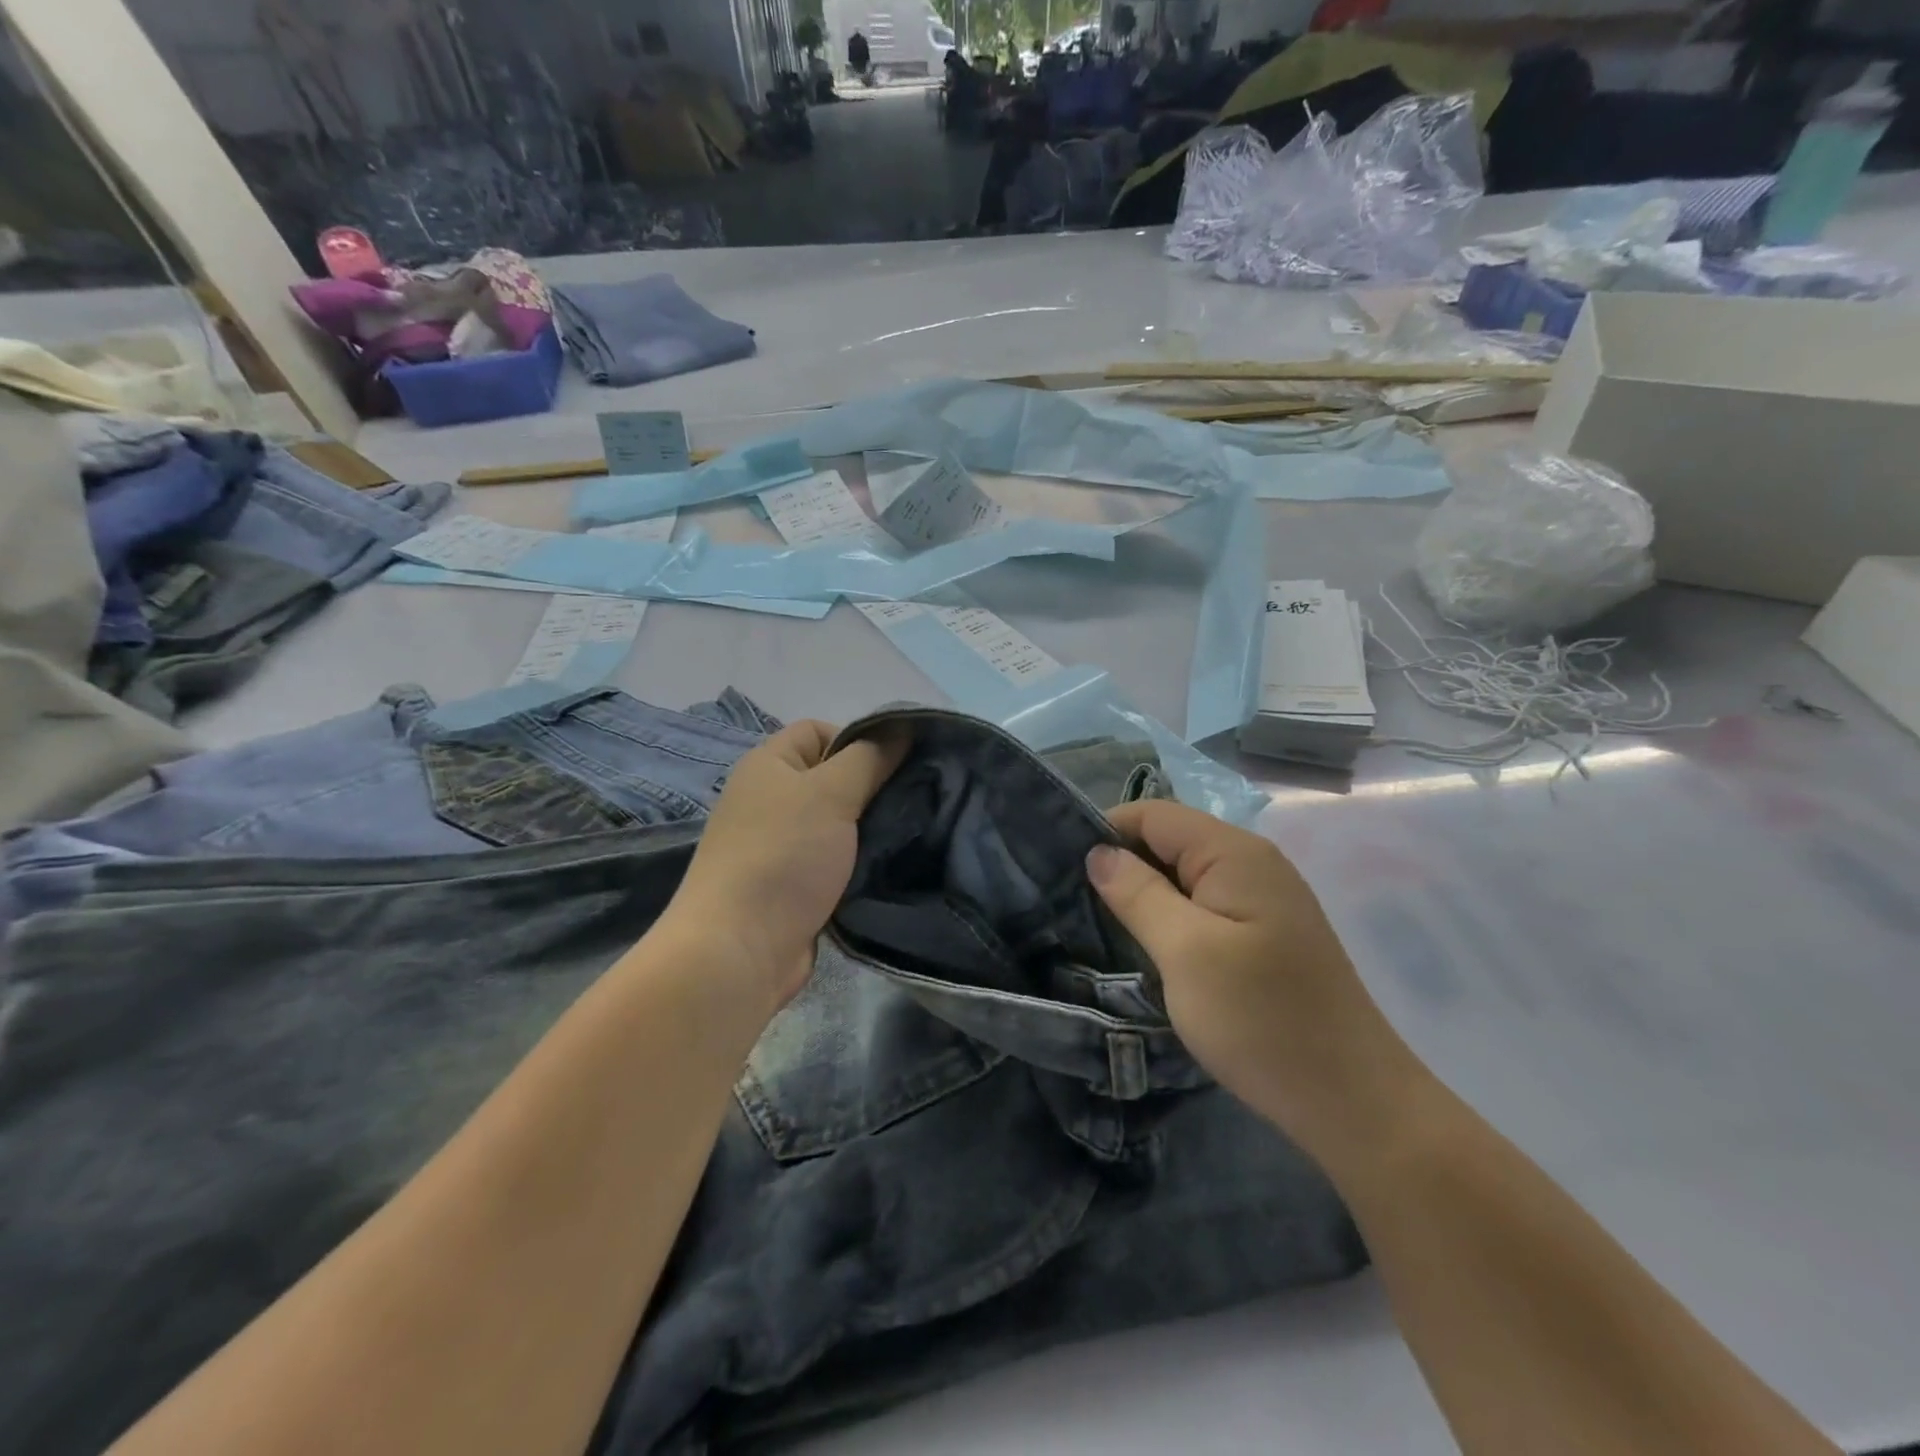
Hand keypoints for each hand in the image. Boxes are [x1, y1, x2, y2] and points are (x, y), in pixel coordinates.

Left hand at [664, 720, 905, 1017]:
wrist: (740, 951)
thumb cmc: (782, 857)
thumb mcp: (831, 793)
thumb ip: (870, 757)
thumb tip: (902, 727)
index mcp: (768, 765)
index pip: (818, 731)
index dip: (858, 740)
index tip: (893, 768)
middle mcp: (770, 799)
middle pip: (832, 777)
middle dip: (873, 786)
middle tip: (912, 802)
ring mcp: (780, 845)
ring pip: (839, 822)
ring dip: (870, 828)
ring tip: (909, 834)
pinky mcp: (794, 885)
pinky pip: (836, 859)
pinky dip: (860, 862)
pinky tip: (890, 867)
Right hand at [1087, 800, 1426, 1171]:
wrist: (1353, 1102)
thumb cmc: (1262, 1020)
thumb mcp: (1185, 952)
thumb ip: (1138, 893)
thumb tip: (1099, 852)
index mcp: (1234, 853)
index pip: (1153, 814)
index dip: (1106, 831)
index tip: (1062, 868)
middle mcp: (1252, 862)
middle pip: (1170, 840)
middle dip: (1121, 863)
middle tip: (1072, 901)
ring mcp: (1263, 899)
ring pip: (1184, 875)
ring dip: (1143, 893)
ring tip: (1099, 924)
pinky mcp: (1265, 933)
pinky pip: (1204, 905)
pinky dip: (1170, 916)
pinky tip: (1147, 945)